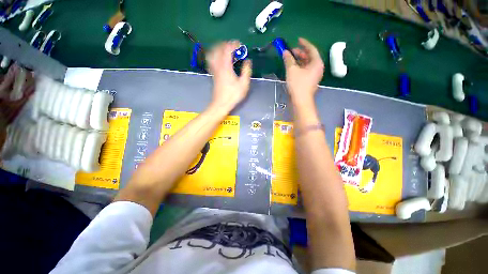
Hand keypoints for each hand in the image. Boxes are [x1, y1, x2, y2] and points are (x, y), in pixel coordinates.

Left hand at [206, 41, 251, 111]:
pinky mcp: (213, 74)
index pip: (227, 48)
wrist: (221, 104)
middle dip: (226, 44)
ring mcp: (214, 69)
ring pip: (212, 53)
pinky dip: (214, 56)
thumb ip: (246, 71)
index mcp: (226, 66)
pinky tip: (219, 59)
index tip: (240, 46)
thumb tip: (248, 61)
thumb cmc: (233, 95)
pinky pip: (211, 60)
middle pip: (218, 48)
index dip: (234, 44)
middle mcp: (218, 65)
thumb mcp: (244, 84)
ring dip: (219, 49)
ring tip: (226, 51)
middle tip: (234, 48)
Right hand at [283, 38, 323, 101]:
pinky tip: (292, 68)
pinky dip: (298, 68)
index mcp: (316, 63)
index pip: (311, 49)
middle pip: (309, 57)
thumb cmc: (298, 84)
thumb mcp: (292, 70)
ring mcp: (313, 75)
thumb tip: (285, 52)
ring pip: (306, 64)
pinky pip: (304, 71)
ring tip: (289, 59)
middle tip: (290, 51)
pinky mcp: (309, 81)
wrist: (300, 101)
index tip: (298, 40)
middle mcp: (317, 68)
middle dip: (300, 53)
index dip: (304, 43)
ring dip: (298, 61)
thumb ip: (288, 59)